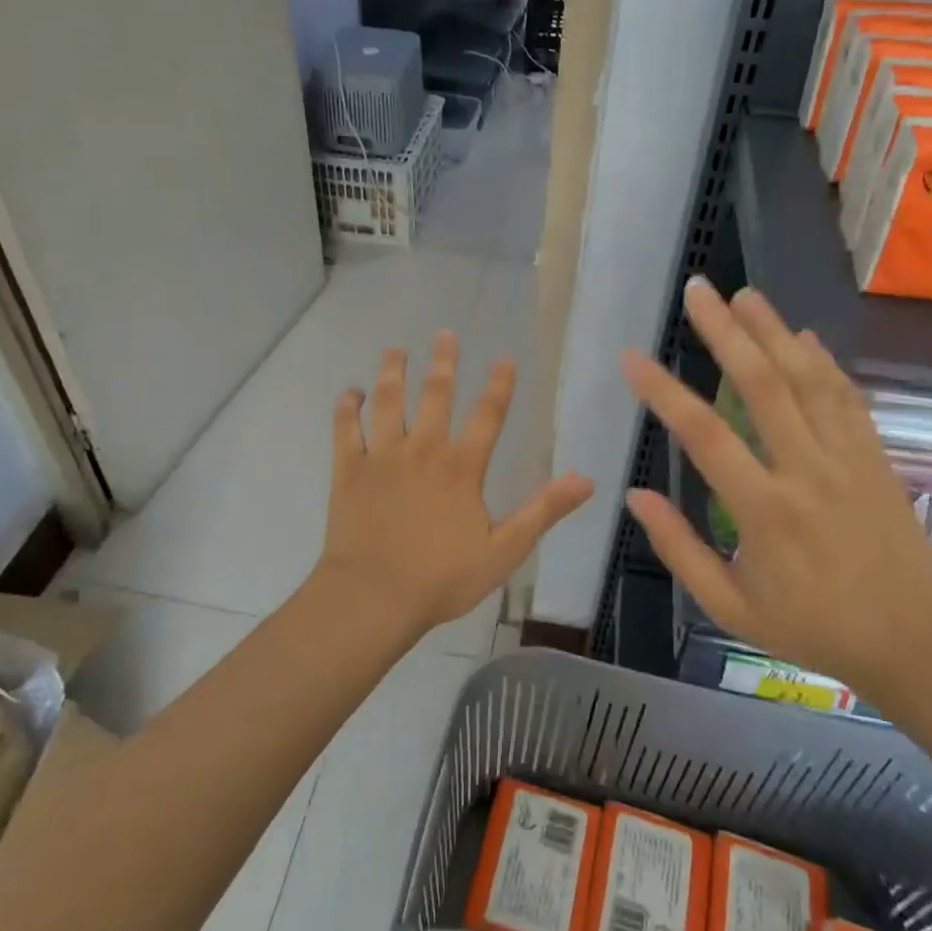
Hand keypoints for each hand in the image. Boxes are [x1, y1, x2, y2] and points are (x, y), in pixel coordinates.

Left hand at [318, 332, 595, 637]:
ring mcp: (382, 456)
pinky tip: (350, 393)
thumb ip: (544, 511)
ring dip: (392, 373)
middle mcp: (423, 450)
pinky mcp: (348, 469)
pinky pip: (345, 429)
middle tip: (445, 334)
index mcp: (462, 467)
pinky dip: (347, 408)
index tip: (505, 357)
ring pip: (388, 401)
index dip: (499, 385)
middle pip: (435, 394)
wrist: (373, 597)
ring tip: (395, 350)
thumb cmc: (442, 578)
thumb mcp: (504, 550)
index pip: (488, 415)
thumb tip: (586, 480)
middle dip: (443, 362)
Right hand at [620, 279, 931, 700]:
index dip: (664, 392)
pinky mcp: (877, 457)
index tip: (632, 358)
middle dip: (726, 331)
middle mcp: (808, 472)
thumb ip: (680, 550)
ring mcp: (849, 459)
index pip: (705, 436)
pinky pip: (847, 397)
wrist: (917, 644)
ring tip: (743, 294)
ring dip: (774, 331)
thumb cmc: (814, 630)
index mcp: (766, 512)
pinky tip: (801, 335)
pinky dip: (823, 361)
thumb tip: (635, 495)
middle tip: (697, 290)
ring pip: (808, 379)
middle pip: (762, 385)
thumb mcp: (732, 608)